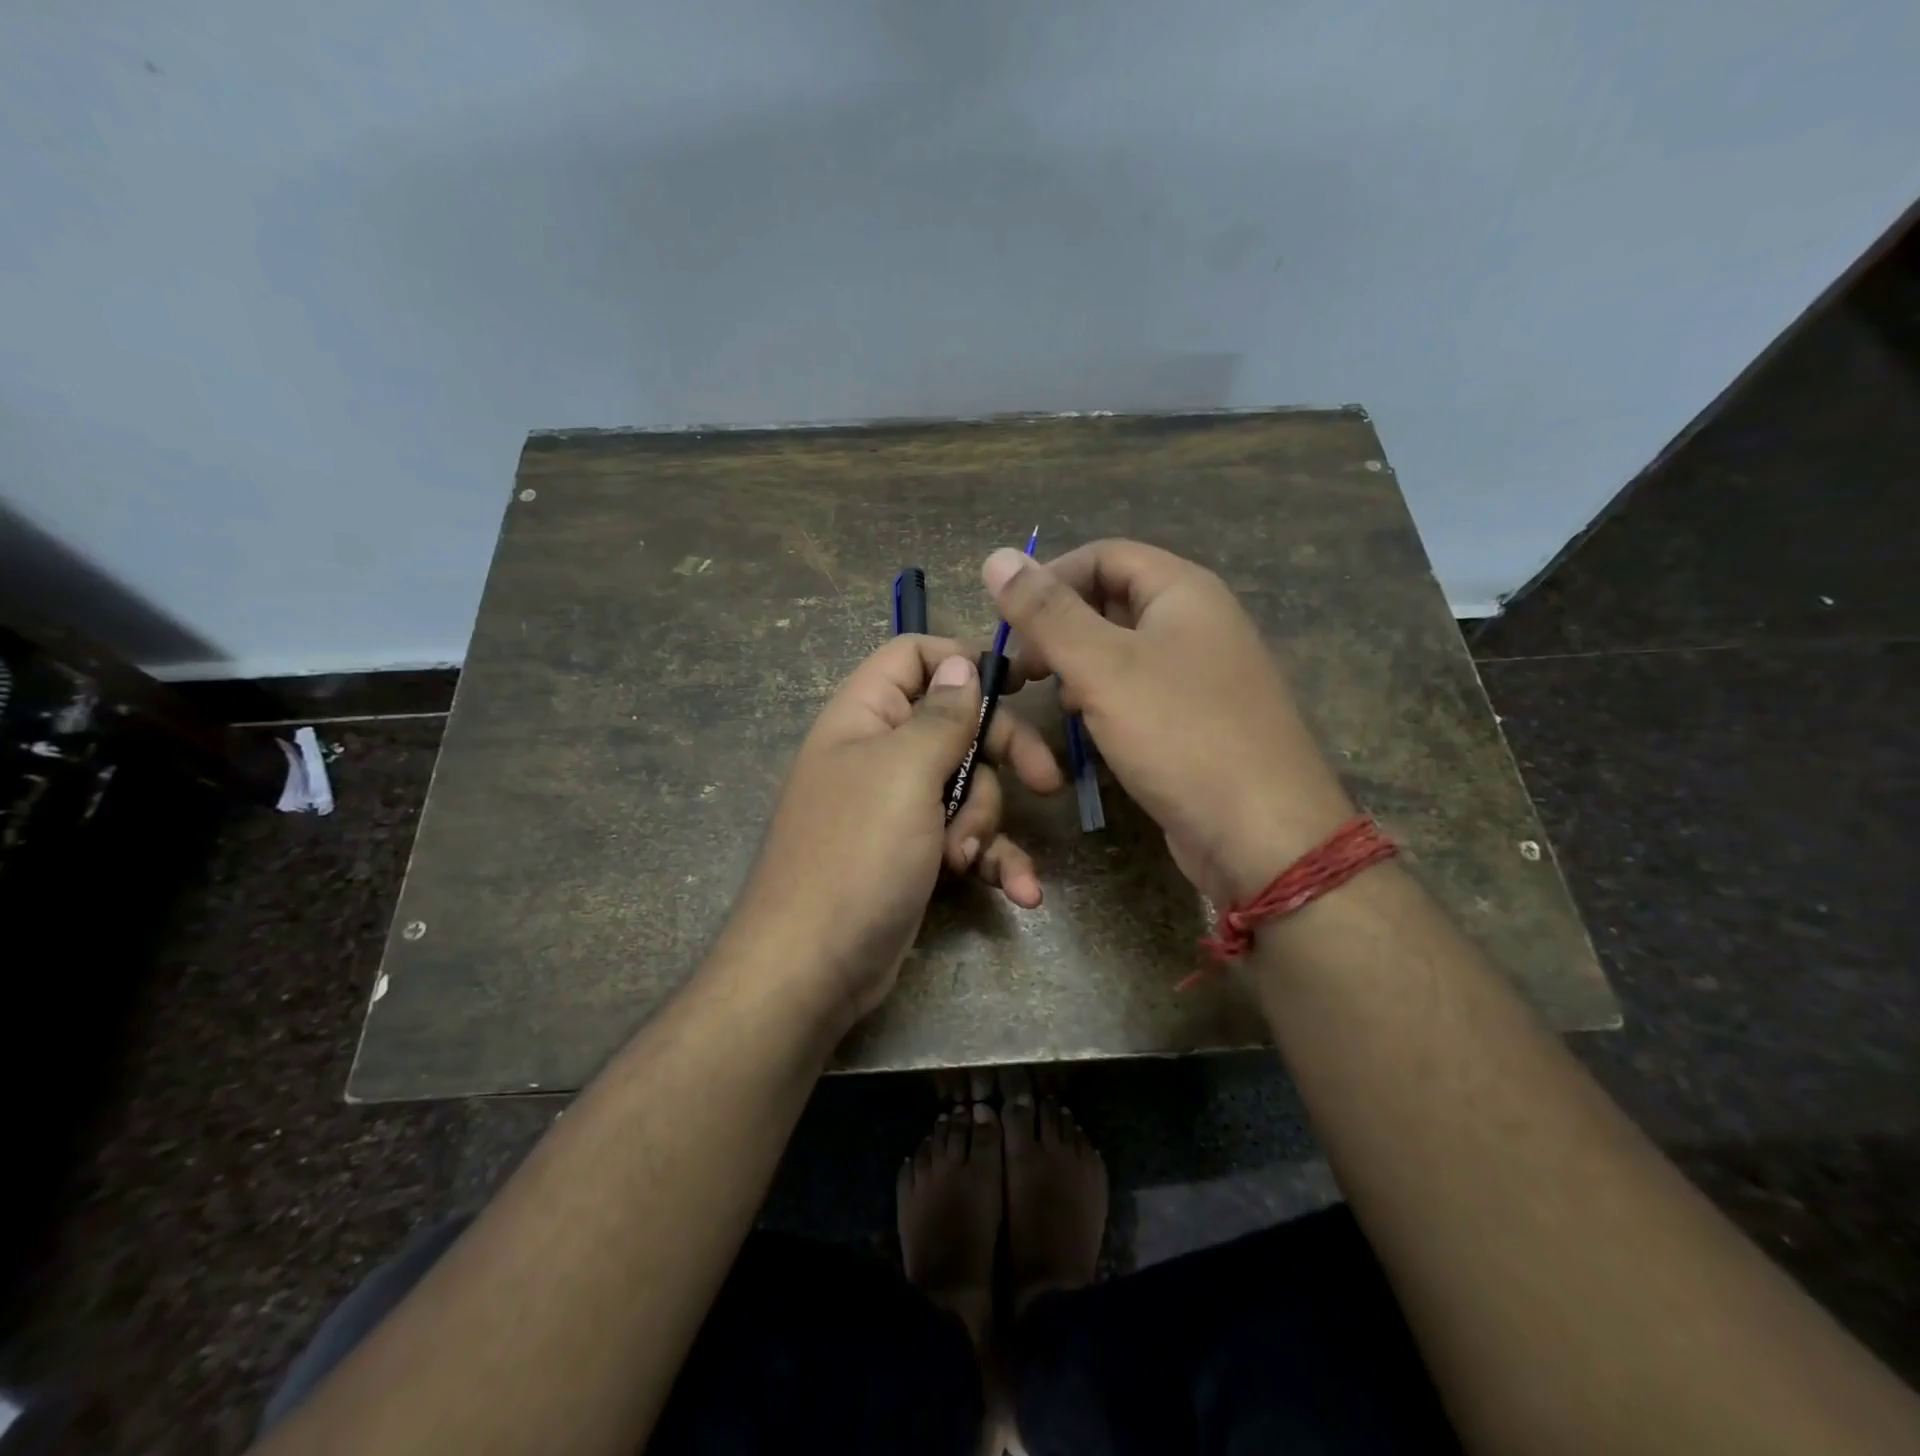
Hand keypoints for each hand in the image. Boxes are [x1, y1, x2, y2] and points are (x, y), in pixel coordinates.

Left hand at [724, 635, 1062, 1024]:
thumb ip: (941, 716)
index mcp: (866, 717)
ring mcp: (900, 808)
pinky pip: (968, 840)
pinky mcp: (917, 854)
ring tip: (966, 860)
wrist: (813, 968)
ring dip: (986, 824)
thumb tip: (961, 664)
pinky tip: (1021, 893)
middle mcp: (882, 754)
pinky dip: (994, 861)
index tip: (1020, 681)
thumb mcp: (903, 773)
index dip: (963, 660)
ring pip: (971, 788)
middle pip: (959, 725)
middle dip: (1004, 754)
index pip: (913, 657)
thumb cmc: (857, 855)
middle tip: (1047, 781)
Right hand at [986, 540, 1352, 902]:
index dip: (1050, 578)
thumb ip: (1047, 612)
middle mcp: (1197, 622)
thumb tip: (996, 556)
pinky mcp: (1196, 719)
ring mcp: (1200, 673)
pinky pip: (1138, 690)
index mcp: (1183, 591)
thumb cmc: (1181, 735)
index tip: (1009, 622)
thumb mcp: (1102, 667)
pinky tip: (1085, 725)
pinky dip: (1103, 697)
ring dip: (1077, 665)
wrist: (1262, 834)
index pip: (1103, 555)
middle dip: (1059, 626)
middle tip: (1023, 668)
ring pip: (1121, 649)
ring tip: (1049, 695)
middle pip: (1112, 599)